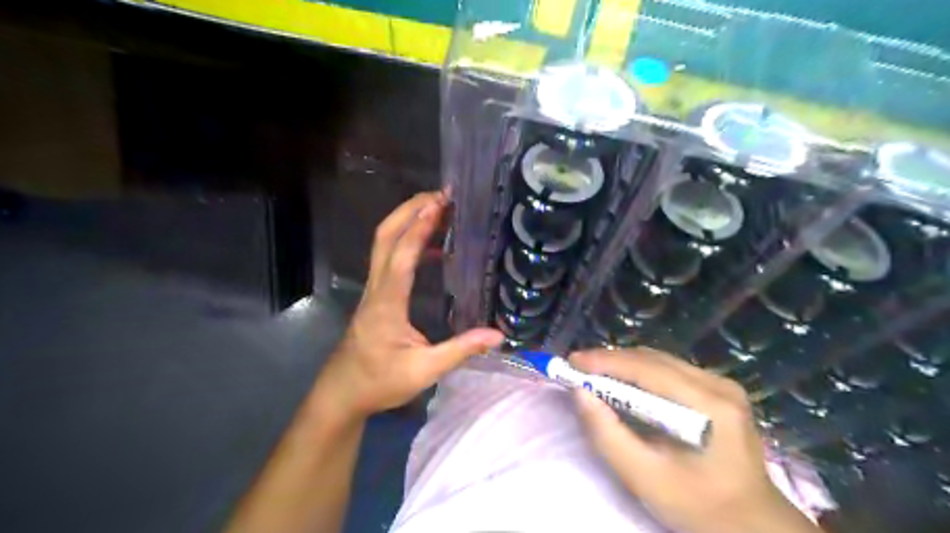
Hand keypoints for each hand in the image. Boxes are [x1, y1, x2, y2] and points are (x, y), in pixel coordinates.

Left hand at [314, 191, 503, 420]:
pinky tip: (430, 248)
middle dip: (409, 209)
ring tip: (437, 210)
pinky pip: (389, 258)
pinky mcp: (376, 295)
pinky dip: (407, 242)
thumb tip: (498, 336)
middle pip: (385, 237)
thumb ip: (460, 351)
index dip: (420, 227)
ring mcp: (373, 290)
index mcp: (386, 303)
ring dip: (406, 221)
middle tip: (439, 195)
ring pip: (383, 244)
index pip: (402, 256)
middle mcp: (376, 288)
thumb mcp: (423, 371)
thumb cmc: (379, 382)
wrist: (342, 393)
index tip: (440, 204)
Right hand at [566, 348, 820, 531]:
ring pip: (661, 362)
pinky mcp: (720, 390)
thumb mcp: (644, 478)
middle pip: (654, 360)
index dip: (606, 361)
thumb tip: (580, 393)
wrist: (751, 523)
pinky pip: (671, 370)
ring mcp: (723, 385)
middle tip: (578, 368)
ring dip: (624, 365)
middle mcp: (720, 385)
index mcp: (710, 407)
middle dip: (611, 361)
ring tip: (594, 374)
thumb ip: (607, 434)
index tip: (571, 362)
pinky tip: (624, 383)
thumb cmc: (697, 505)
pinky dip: (641, 373)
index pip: (648, 369)